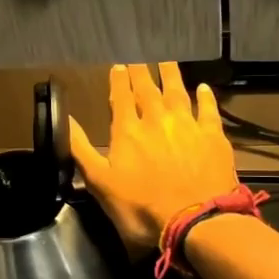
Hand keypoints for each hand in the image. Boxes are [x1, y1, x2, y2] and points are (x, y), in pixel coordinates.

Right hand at [70, 62, 238, 248]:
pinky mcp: (213, 137)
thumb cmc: (141, 209)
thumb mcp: (100, 183)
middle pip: (148, 90)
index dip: (119, 81)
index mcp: (128, 132)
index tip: (118, 65)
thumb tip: (65, 119)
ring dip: (170, 75)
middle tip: (139, 56)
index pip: (121, 99)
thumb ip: (81, 149)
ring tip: (166, 59)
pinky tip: (203, 87)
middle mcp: (157, 121)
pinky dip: (205, 97)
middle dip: (142, 72)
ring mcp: (187, 126)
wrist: (195, 221)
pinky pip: (208, 110)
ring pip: (177, 92)